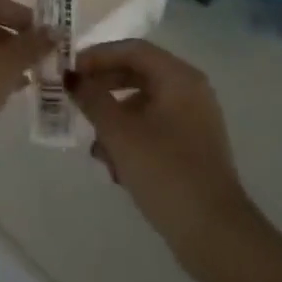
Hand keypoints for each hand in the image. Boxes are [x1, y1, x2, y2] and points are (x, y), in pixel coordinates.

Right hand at [68, 40, 251, 258]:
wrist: (213, 232)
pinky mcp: (191, 147)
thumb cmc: (165, 171)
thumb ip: (92, 99)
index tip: (68, 71)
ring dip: (114, 121)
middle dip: (103, 89)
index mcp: (179, 78)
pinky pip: (153, 129)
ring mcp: (193, 120)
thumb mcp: (119, 132)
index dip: (97, 56)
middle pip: (137, 74)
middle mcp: (190, 91)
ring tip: (95, 148)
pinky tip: (114, 168)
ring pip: (143, 105)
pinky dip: (130, 139)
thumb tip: (71, 77)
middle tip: (73, 101)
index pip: (132, 49)